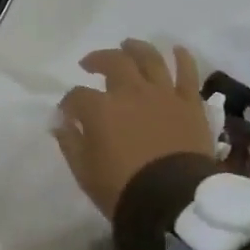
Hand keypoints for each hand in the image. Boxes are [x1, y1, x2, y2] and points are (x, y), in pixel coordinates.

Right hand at [54, 39, 212, 219]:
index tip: (67, 113)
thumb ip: (70, 142)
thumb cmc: (124, 190)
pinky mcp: (189, 103)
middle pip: (113, 62)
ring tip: (128, 46)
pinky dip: (182, 58)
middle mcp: (131, 91)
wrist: (175, 203)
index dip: (69, 102)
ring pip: (149, 58)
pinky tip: (176, 50)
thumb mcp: (85, 172)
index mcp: (101, 109)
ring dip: (136, 49)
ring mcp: (163, 94)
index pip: (77, 96)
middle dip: (98, 60)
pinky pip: (187, 73)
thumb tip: (60, 122)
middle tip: (91, 64)